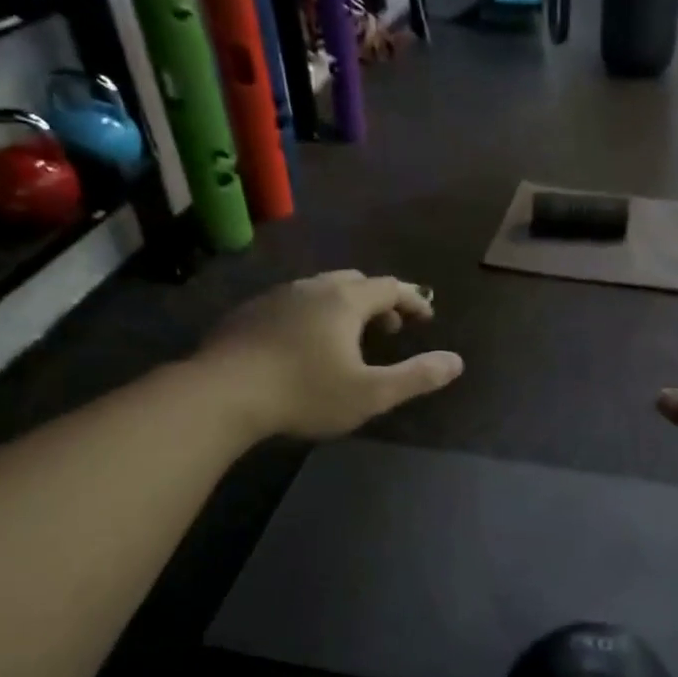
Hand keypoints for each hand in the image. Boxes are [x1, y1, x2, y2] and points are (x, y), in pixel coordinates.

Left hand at [201, 271, 463, 439]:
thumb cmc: (305, 393)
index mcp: (345, 300)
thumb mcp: (371, 393)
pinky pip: (292, 304)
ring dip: (344, 307)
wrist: (221, 394)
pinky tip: (303, 344)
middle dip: (379, 301)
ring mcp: (276, 297)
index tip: (427, 317)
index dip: (413, 300)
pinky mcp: (248, 313)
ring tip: (349, 337)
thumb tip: (457, 362)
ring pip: (320, 291)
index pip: (390, 287)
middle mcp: (312, 288)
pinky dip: (312, 315)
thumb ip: (417, 377)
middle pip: (355, 281)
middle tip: (390, 327)